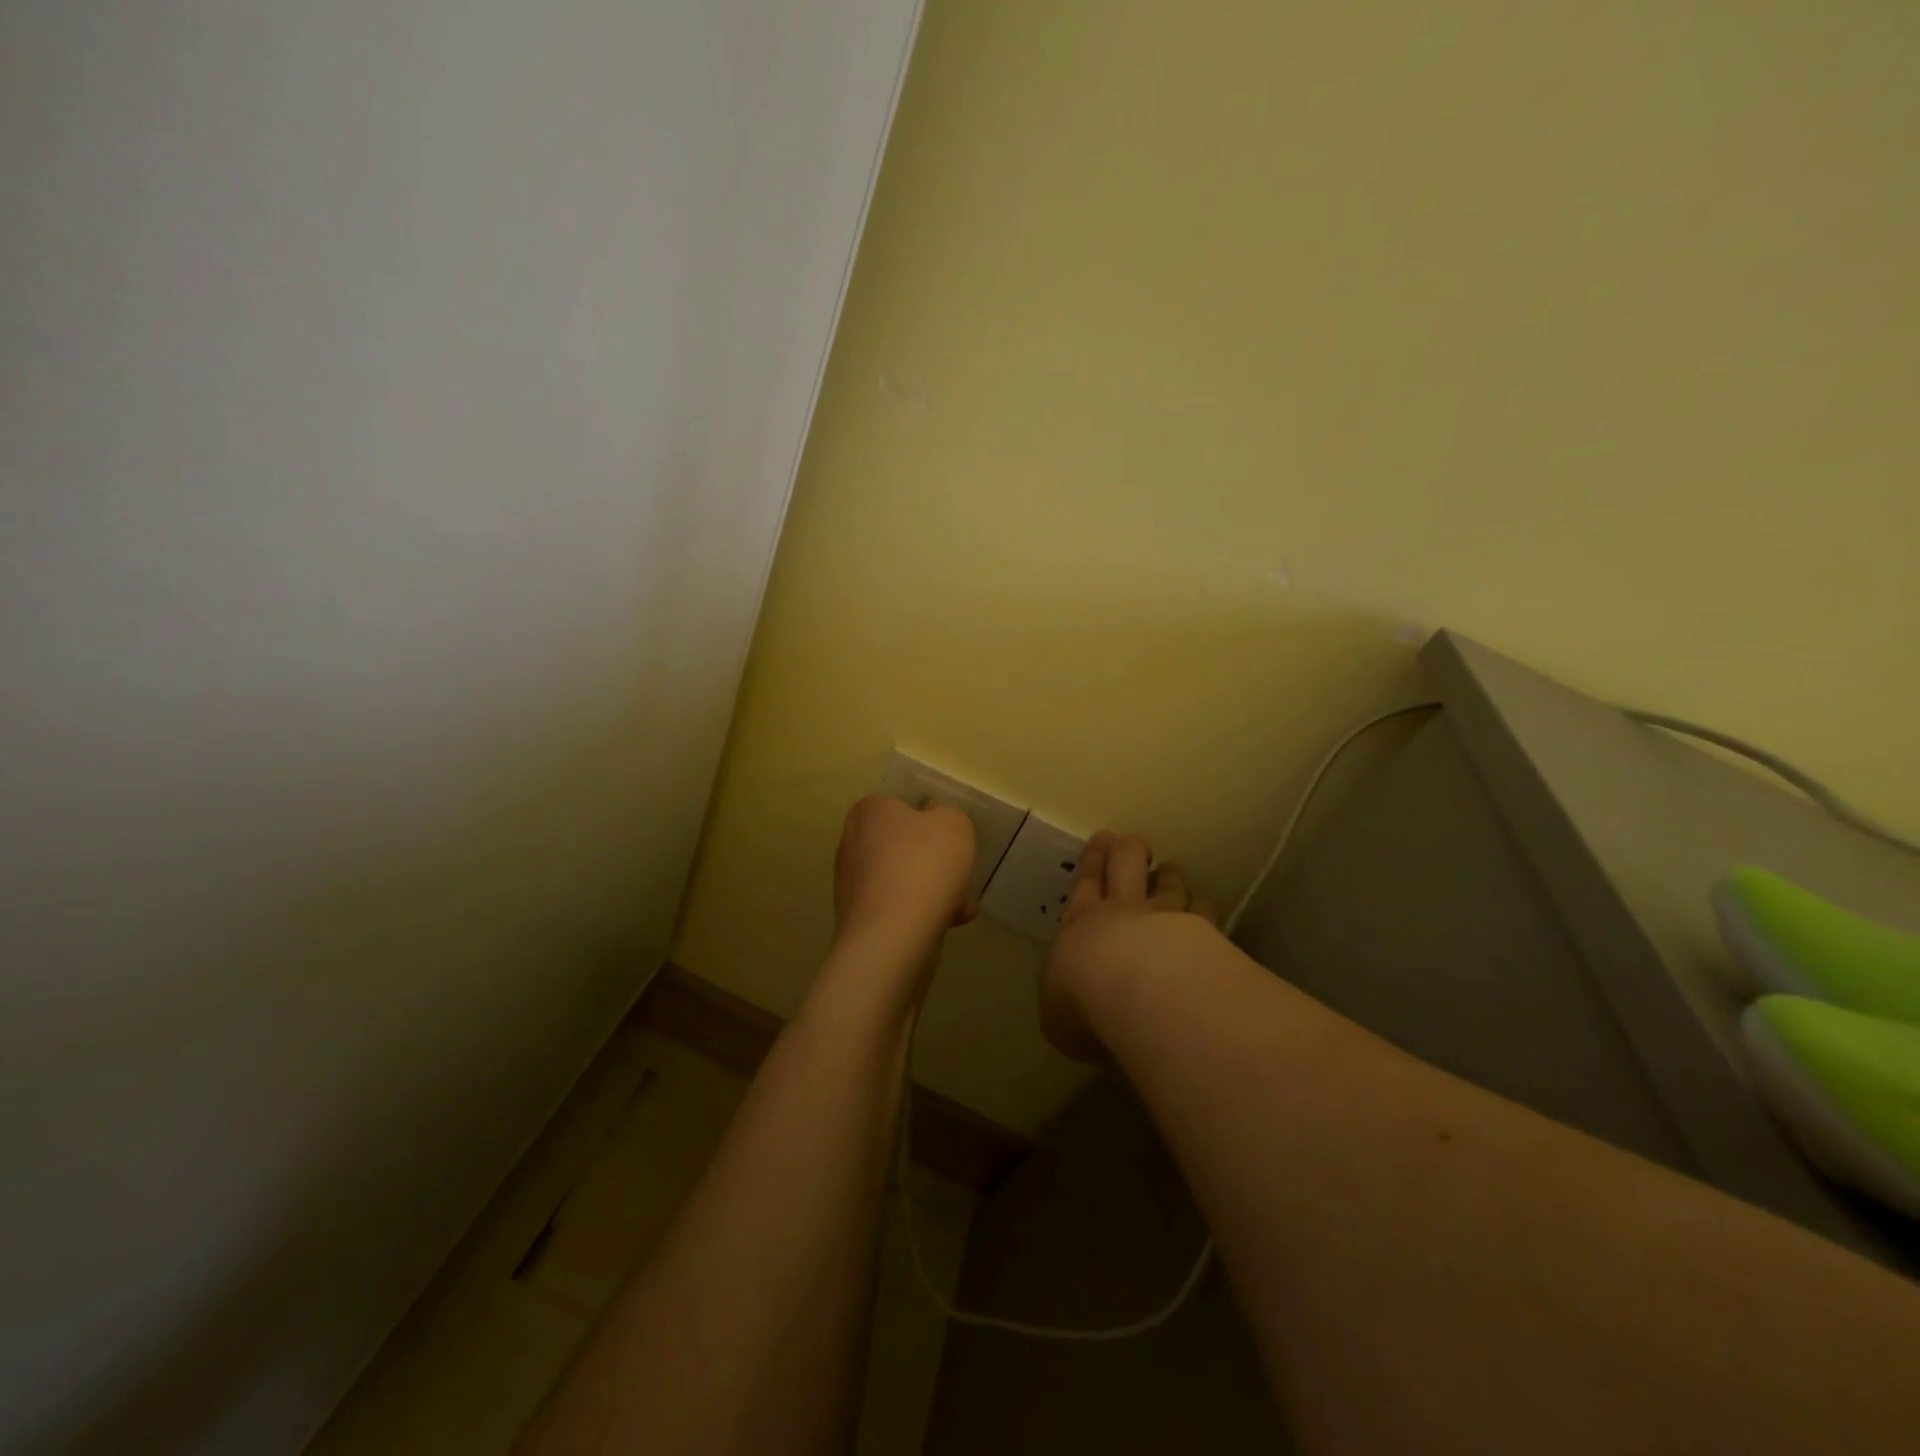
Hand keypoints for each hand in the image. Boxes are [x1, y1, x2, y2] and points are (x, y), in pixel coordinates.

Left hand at [833, 794, 977, 955]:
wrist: (893, 936)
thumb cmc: (924, 866)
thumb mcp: (953, 824)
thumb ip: (946, 813)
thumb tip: (932, 816)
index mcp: (868, 812)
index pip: (897, 806)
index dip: (927, 821)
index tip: (948, 840)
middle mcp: (851, 844)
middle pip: (900, 846)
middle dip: (930, 862)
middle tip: (957, 873)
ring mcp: (851, 885)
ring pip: (900, 880)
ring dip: (929, 890)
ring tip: (961, 906)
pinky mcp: (857, 920)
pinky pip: (896, 909)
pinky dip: (920, 914)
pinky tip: (950, 923)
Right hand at [1040, 831, 1217, 1060]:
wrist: (1138, 994)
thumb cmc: (1081, 1002)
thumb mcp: (1056, 1013)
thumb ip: (1067, 1000)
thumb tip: (1075, 1008)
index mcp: (1080, 923)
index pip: (1085, 883)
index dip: (1092, 860)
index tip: (1101, 840)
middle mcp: (1122, 911)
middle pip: (1125, 864)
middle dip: (1125, 850)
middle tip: (1128, 844)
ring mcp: (1166, 917)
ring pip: (1169, 881)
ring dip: (1168, 875)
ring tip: (1170, 871)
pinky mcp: (1203, 931)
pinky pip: (1202, 910)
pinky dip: (1201, 906)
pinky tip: (1203, 907)